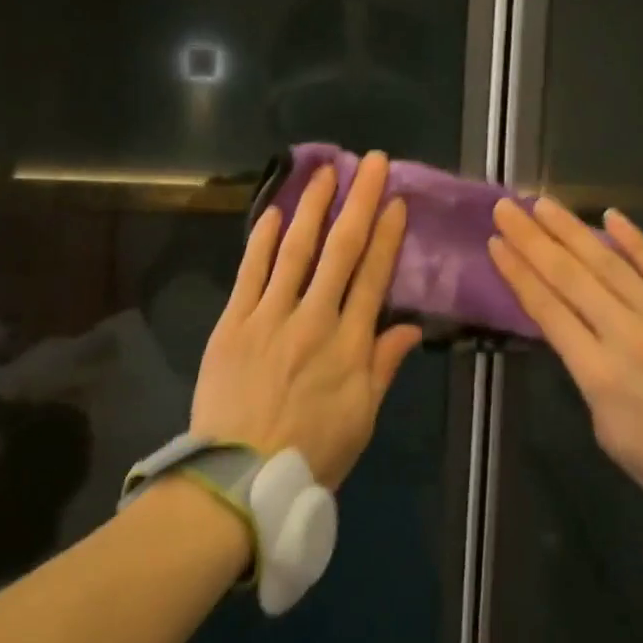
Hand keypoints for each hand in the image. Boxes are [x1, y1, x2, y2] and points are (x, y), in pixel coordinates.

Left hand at [190, 151, 423, 488]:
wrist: (239, 479)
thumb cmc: (310, 453)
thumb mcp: (361, 419)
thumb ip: (383, 367)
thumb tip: (409, 327)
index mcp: (350, 344)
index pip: (373, 277)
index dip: (387, 236)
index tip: (396, 202)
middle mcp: (314, 319)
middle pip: (341, 250)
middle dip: (359, 202)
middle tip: (372, 163)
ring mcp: (270, 316)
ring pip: (296, 250)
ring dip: (313, 207)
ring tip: (325, 172)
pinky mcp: (234, 322)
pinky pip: (251, 272)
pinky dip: (263, 240)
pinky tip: (275, 212)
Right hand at [488, 198, 642, 494]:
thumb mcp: (607, 430)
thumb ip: (588, 377)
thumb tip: (580, 337)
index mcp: (598, 373)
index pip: (547, 310)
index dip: (518, 273)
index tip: (496, 244)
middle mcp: (627, 336)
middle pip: (570, 277)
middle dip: (533, 240)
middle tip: (506, 209)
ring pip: (610, 265)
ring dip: (573, 230)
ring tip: (544, 204)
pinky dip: (635, 242)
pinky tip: (612, 216)